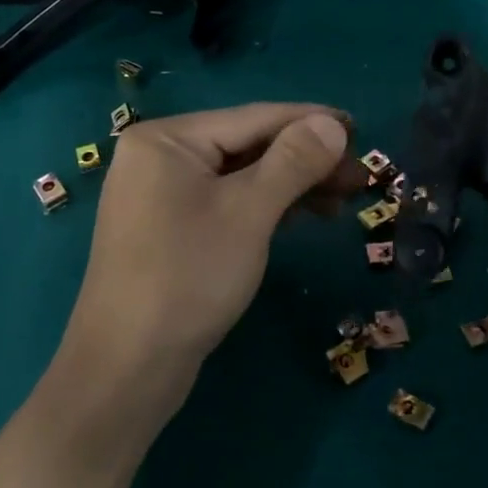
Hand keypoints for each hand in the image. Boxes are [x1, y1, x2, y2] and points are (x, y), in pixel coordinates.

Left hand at [59, 102, 361, 410]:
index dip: (311, 121)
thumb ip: (293, 161)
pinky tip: (306, 214)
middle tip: (360, 174)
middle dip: (306, 159)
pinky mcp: (172, 229)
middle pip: (248, 145)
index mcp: (166, 139)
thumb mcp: (249, 212)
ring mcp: (163, 195)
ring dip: (293, 184)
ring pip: (242, 177)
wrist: (127, 369)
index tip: (360, 127)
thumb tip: (333, 123)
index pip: (253, 118)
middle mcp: (160, 157)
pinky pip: (228, 202)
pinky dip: (267, 206)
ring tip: (345, 197)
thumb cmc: (188, 277)